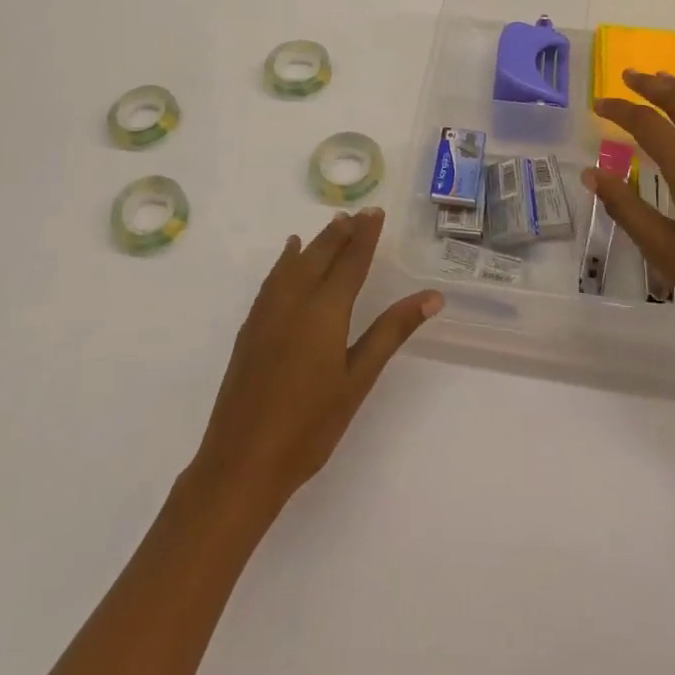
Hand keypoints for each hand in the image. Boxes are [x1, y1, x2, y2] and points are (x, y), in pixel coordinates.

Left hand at [191, 208, 441, 514]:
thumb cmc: (310, 426)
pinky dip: (287, 260)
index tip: (375, 212)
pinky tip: (289, 256)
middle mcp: (294, 300)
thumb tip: (432, 296)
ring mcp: (267, 312)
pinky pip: (274, 278)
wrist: (242, 462)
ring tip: (332, 225)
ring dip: (316, 241)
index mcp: (325, 311)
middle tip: (358, 214)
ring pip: (295, 262)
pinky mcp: (251, 327)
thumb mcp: (358, 380)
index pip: (350, 261)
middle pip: (320, 254)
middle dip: (341, 232)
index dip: (365, 236)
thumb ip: (391, 332)